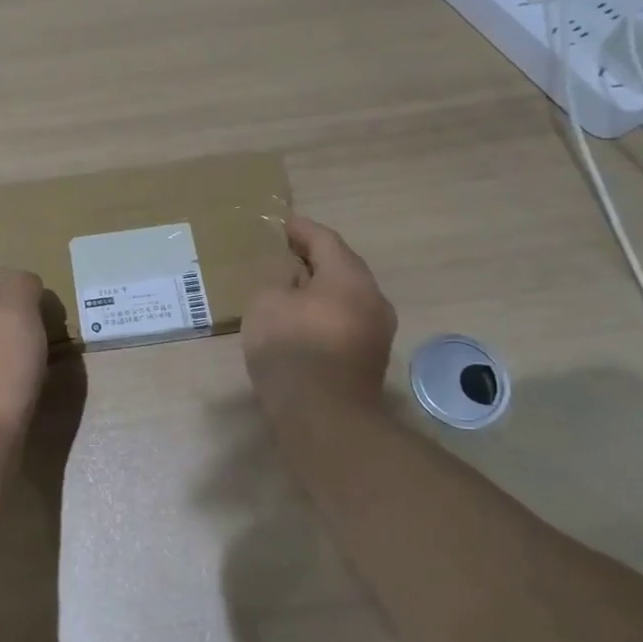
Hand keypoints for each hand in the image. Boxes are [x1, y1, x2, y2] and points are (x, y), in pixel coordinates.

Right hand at [242, 216, 395, 416]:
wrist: (323, 417)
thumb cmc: (292, 348)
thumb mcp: (267, 303)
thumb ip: (277, 281)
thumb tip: (293, 279)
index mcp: (349, 276)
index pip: (325, 239)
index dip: (301, 229)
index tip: (284, 224)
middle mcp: (371, 298)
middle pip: (341, 267)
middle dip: (314, 259)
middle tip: (286, 254)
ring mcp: (375, 331)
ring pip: (345, 297)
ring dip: (320, 290)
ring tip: (290, 288)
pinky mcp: (368, 359)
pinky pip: (344, 322)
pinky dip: (323, 314)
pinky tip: (301, 322)